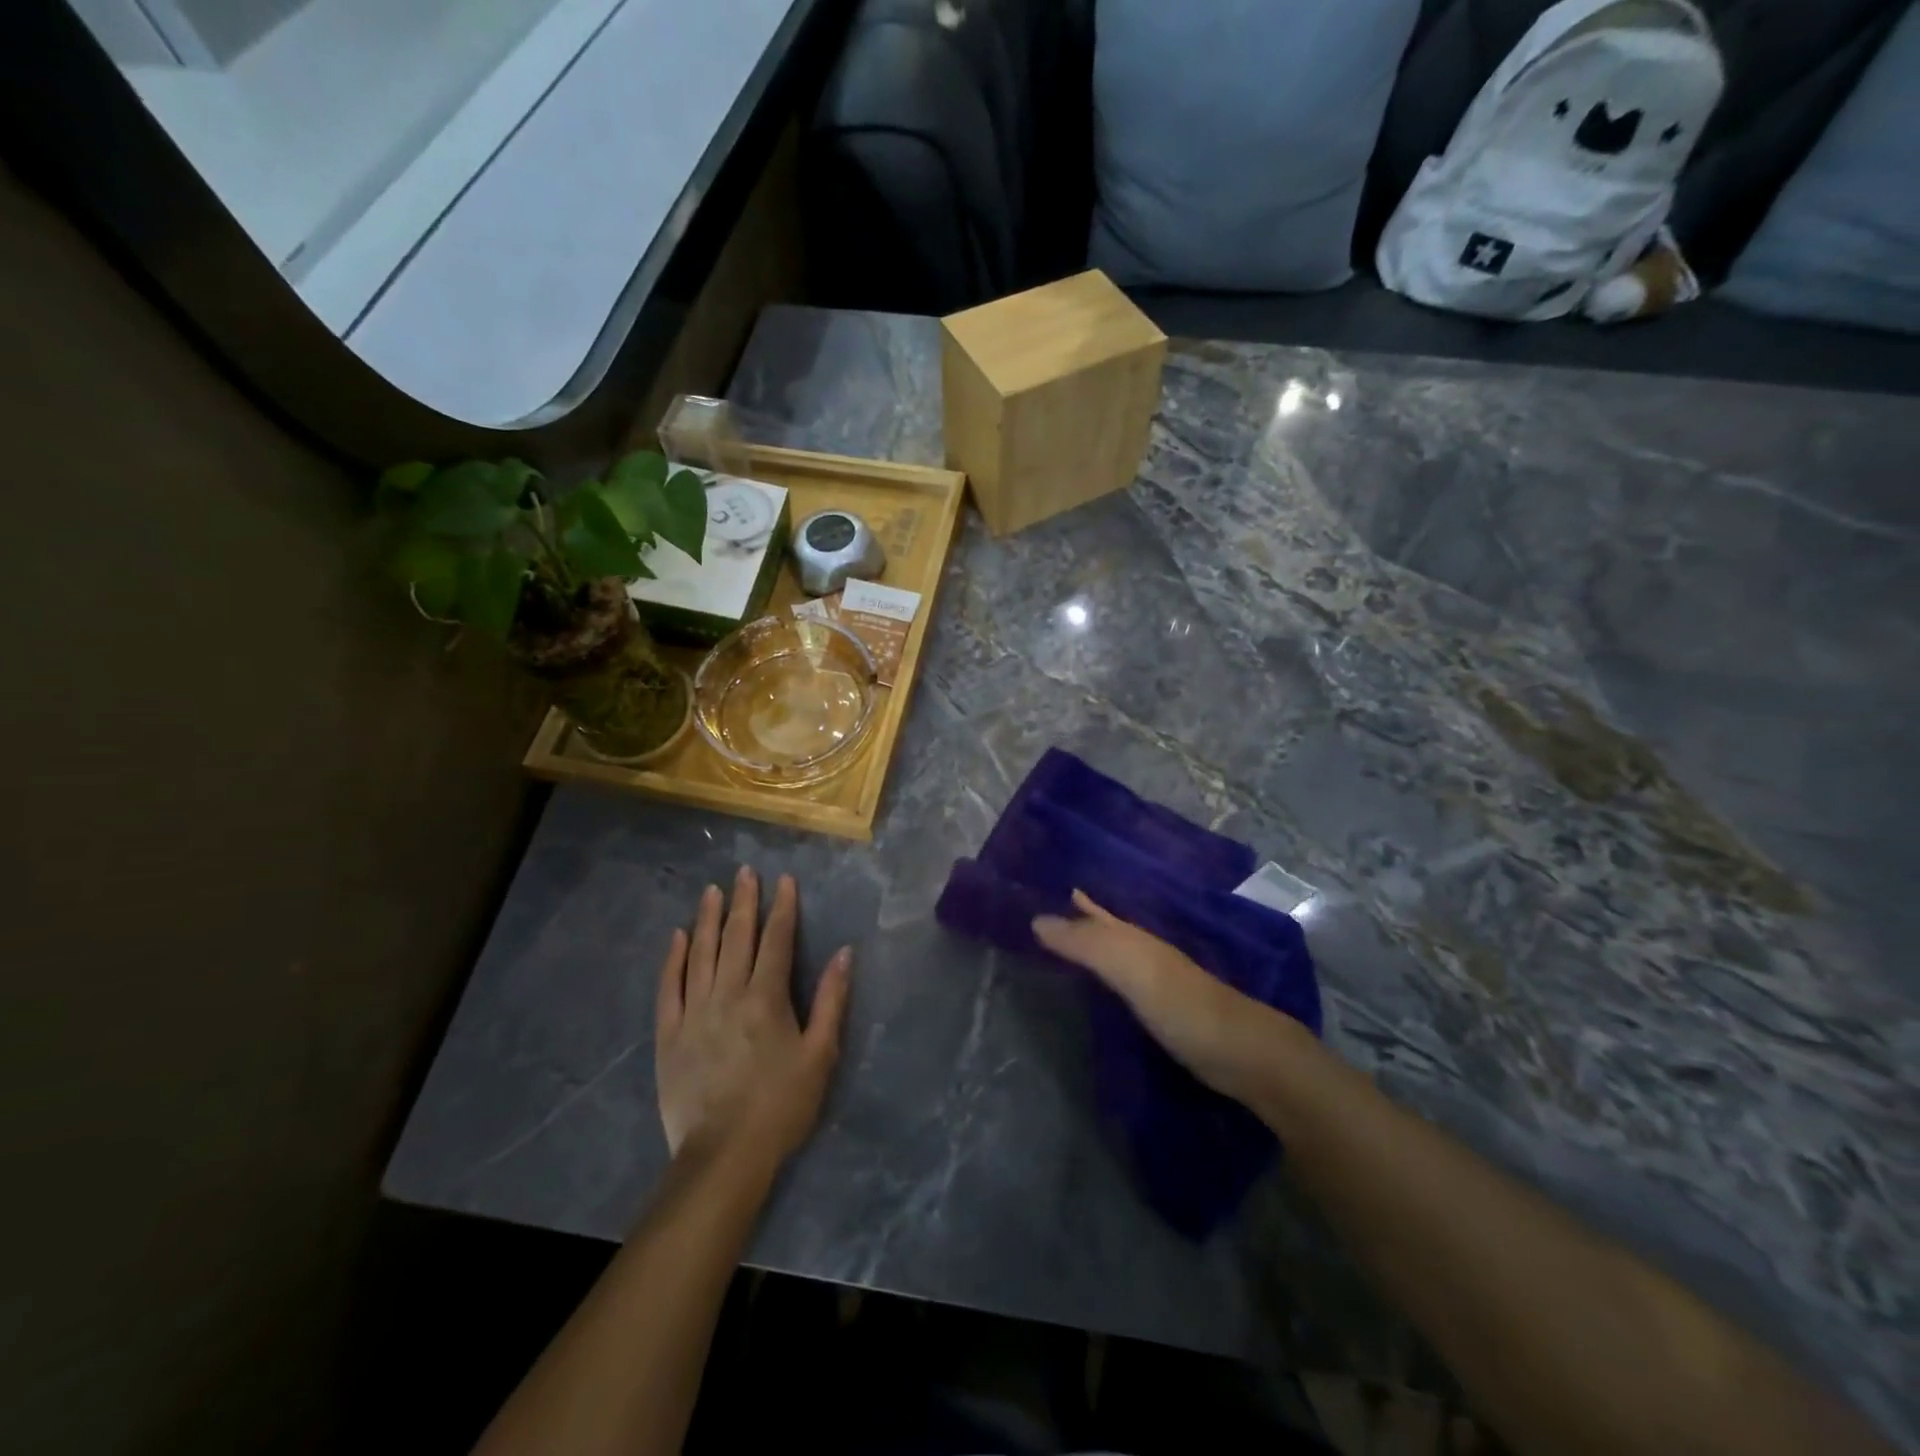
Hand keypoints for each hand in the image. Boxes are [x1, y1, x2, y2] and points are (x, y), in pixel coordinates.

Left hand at [655, 867, 851, 1166]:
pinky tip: (678, 937)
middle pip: (737, 937)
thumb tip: (844, 953)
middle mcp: (728, 994)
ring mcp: (694, 1012)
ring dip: (708, 919)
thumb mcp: (820, 1054)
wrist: (724, 1155)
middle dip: (744, 901)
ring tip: (712, 891)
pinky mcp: (669, 1034)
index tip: (784, 879)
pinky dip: (674, 958)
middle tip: (744, 872)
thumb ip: (831, 1000)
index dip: (783, 907)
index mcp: (766, 998)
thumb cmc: (781, 1105)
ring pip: (701, 953)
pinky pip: (670, 986)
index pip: (776, 940)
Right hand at [1033, 890, 1311, 1106]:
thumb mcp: (1130, 968)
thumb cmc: (1184, 1005)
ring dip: (1094, 945)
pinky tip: (1102, 986)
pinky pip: (1125, 983)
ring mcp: (1159, 984)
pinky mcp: (1166, 1014)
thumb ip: (1087, 945)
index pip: (1098, 913)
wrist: (1244, 1054)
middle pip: (1109, 928)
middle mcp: (1147, 953)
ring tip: (1067, 942)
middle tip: (1051, 907)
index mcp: (1137, 937)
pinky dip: (1108, 976)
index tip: (1048, 886)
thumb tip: (1035, 920)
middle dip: (1084, 917)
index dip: (1077, 902)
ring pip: (1118, 954)